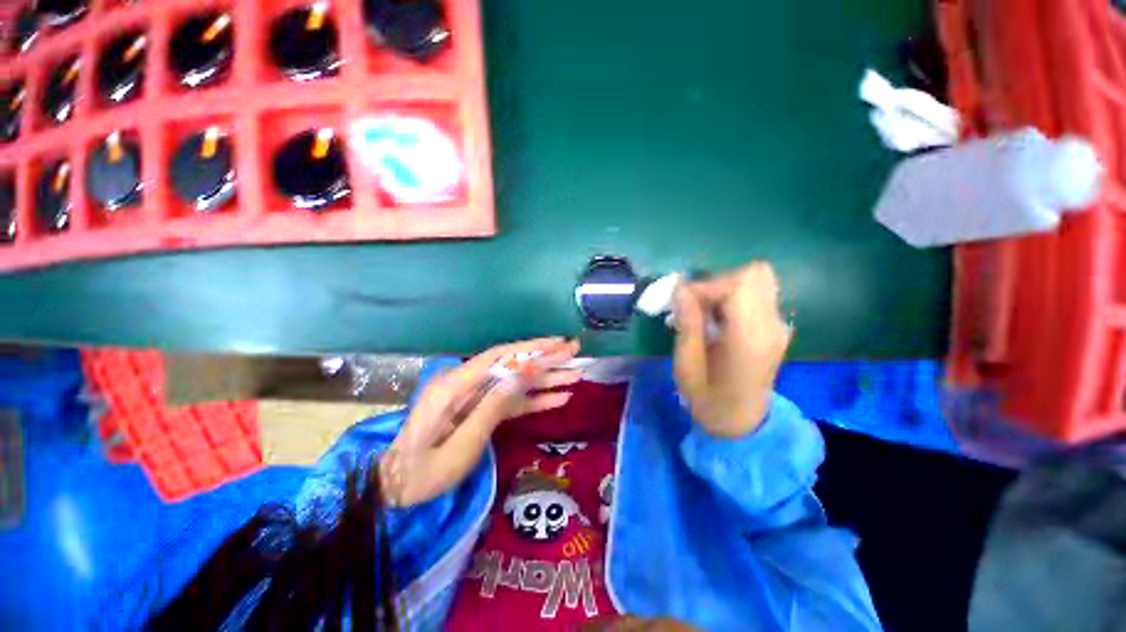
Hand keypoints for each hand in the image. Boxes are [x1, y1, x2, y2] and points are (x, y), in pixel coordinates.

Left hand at [379, 338, 581, 506]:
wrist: (397, 488)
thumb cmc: (424, 472)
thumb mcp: (461, 445)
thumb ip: (493, 407)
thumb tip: (523, 374)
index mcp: (455, 385)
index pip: (500, 356)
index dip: (531, 348)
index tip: (558, 343)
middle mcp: (466, 382)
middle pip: (511, 364)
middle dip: (545, 358)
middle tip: (575, 351)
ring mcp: (475, 395)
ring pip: (516, 382)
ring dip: (546, 379)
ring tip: (576, 375)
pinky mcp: (481, 408)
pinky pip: (511, 401)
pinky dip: (534, 399)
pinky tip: (559, 398)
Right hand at [673, 262, 791, 437]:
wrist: (739, 421)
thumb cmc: (707, 397)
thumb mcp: (687, 363)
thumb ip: (688, 322)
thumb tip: (681, 288)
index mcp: (750, 337)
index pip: (739, 284)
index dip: (707, 285)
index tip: (683, 302)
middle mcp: (773, 325)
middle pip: (755, 274)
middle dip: (719, 282)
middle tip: (696, 305)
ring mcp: (778, 325)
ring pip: (757, 280)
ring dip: (726, 288)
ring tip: (705, 312)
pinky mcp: (775, 327)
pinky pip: (757, 295)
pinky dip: (734, 297)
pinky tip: (717, 320)